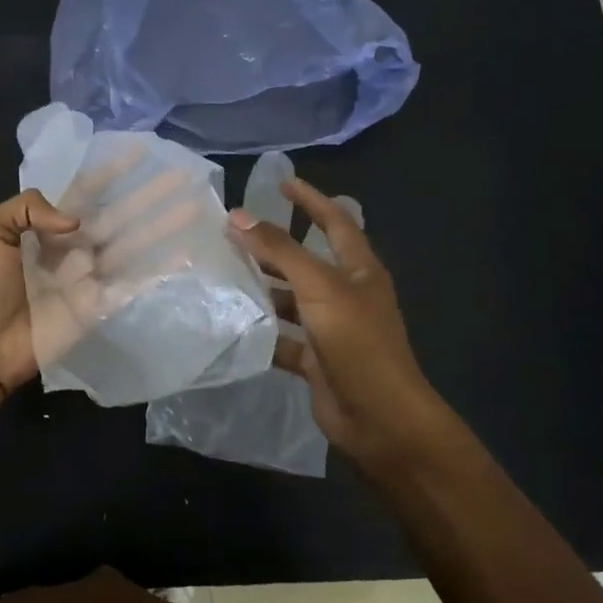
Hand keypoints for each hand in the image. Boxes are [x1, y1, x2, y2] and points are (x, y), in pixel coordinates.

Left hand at [0, 158, 212, 399]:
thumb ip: (26, 209)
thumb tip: (74, 219)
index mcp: (47, 228)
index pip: (85, 193)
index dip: (111, 173)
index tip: (138, 152)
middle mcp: (74, 247)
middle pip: (118, 215)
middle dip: (148, 195)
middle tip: (181, 176)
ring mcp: (89, 277)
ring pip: (132, 245)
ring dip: (162, 227)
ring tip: (193, 208)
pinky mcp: (98, 306)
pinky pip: (132, 284)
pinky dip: (158, 270)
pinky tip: (183, 255)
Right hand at [227, 178, 450, 464]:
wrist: (380, 418)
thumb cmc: (357, 342)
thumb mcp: (318, 287)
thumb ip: (279, 250)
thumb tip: (236, 216)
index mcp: (358, 269)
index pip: (335, 221)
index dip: (311, 199)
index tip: (281, 183)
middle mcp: (346, 294)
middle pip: (306, 260)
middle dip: (273, 246)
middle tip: (232, 233)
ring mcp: (331, 328)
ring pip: (291, 299)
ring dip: (263, 288)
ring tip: (222, 275)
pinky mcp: (316, 358)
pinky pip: (283, 337)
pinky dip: (262, 330)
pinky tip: (232, 324)